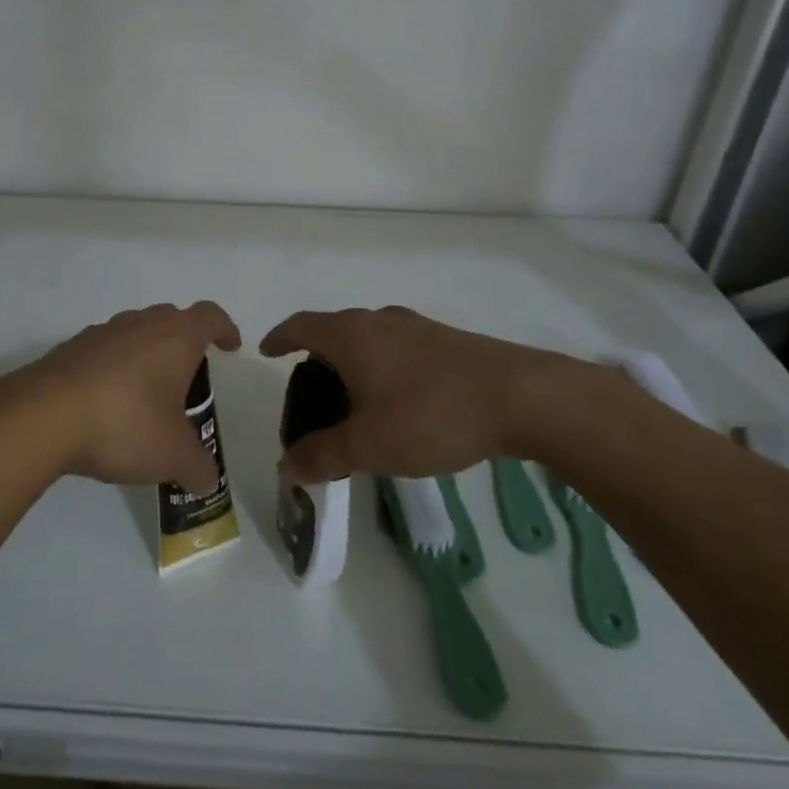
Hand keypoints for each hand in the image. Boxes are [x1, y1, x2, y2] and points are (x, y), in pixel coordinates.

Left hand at [0, 302, 240, 493]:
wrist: (42, 418)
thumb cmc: (125, 424)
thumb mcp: (173, 455)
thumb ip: (198, 466)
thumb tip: (207, 480)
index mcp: (175, 337)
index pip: (209, 316)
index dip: (224, 329)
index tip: (230, 346)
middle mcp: (140, 324)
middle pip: (171, 319)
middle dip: (184, 343)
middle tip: (188, 378)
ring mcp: (100, 333)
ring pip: (134, 333)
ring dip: (146, 356)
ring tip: (146, 396)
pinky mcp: (69, 350)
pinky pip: (102, 352)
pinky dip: (112, 370)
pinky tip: (107, 405)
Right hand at [261, 306, 606, 482]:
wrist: (522, 397)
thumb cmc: (431, 414)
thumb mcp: (370, 445)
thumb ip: (324, 455)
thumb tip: (286, 466)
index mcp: (351, 335)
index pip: (301, 326)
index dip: (280, 338)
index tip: (266, 351)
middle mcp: (379, 321)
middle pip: (334, 331)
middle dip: (317, 357)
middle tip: (310, 393)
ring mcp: (416, 328)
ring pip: (369, 339)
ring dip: (353, 363)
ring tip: (353, 401)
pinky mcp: (447, 341)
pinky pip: (398, 349)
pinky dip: (383, 368)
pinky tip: (399, 401)